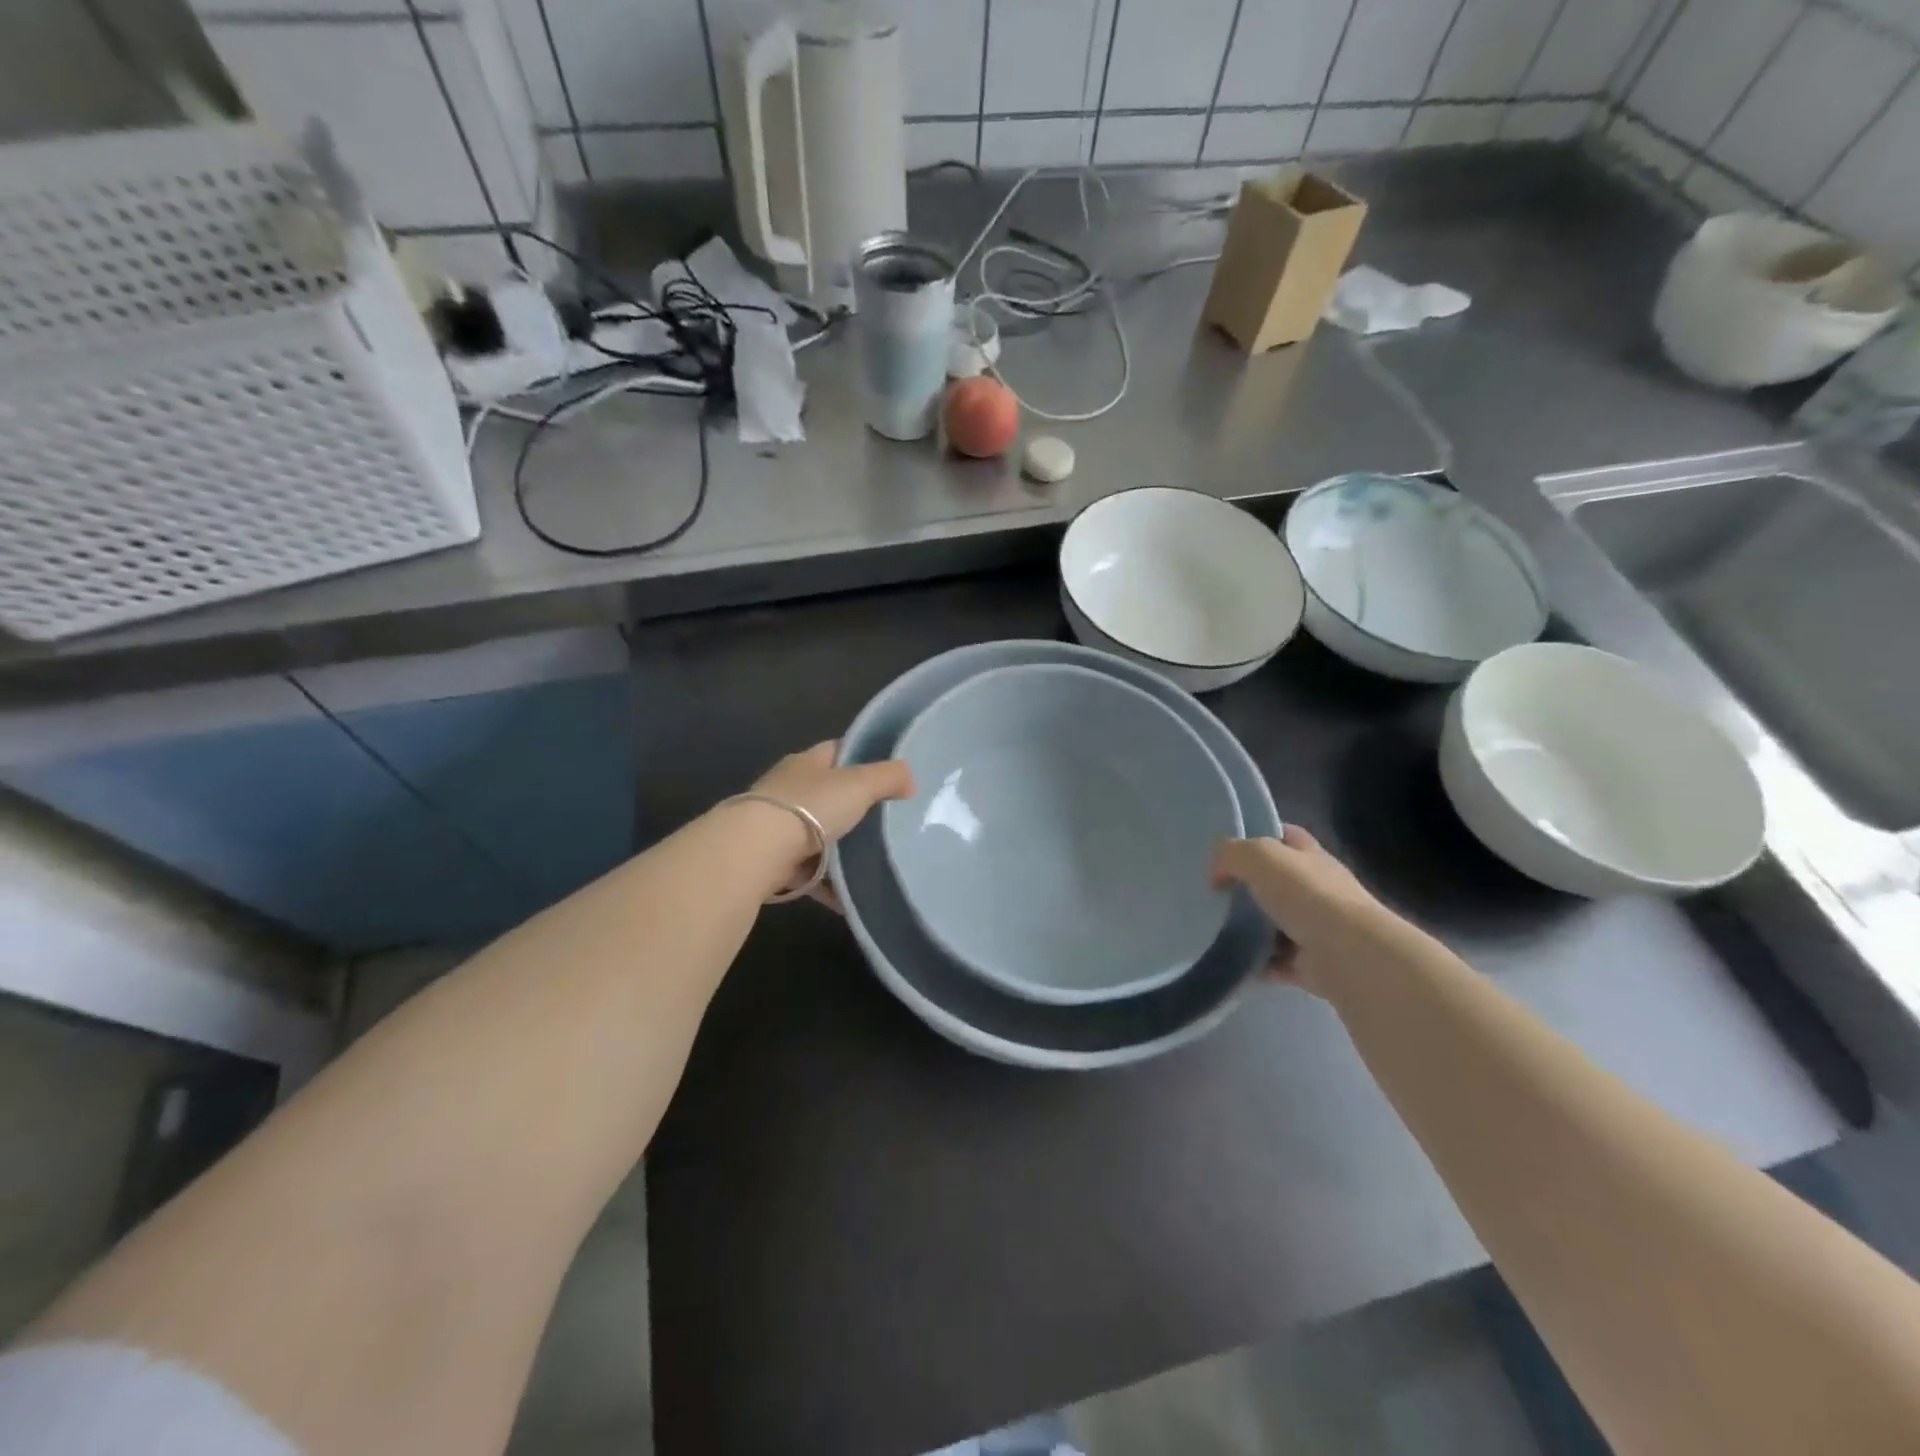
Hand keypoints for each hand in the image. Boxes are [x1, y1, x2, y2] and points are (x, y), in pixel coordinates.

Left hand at [743, 742, 913, 908]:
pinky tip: (850, 898)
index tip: (889, 771)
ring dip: (841, 849)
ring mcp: (778, 827)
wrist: (756, 852)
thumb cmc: (809, 807)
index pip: (837, 751)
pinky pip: (810, 873)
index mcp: (806, 763)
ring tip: (874, 862)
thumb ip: (888, 777)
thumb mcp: (858, 785)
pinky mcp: (774, 862)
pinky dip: (829, 884)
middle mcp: (789, 790)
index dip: (862, 756)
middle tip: (889, 820)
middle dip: (854, 807)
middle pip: (828, 794)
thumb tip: (910, 779)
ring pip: (818, 835)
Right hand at [1212, 826, 1399, 996]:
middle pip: (1275, 882)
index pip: (1285, 836)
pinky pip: (1273, 961)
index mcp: (1309, 857)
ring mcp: (1314, 928)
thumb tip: (1217, 874)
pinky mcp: (1309, 964)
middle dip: (1246, 886)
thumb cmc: (1307, 895)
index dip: (1258, 835)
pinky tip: (1229, 960)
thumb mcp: (1260, 856)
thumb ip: (1231, 854)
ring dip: (1247, 928)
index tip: (1227, 847)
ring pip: (1272, 923)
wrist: (1349, 955)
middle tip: (1210, 891)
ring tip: (1211, 927)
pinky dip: (1254, 962)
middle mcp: (1316, 890)